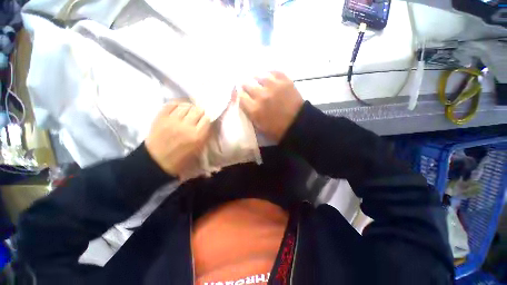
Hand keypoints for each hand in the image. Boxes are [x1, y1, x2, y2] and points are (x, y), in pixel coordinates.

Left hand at [145, 102, 210, 177]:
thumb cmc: (181, 159)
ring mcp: (172, 121)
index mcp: (197, 136)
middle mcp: (186, 126)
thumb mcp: (198, 150)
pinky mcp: (161, 117)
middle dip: (200, 111)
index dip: (208, 118)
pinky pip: (172, 104)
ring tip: (189, 111)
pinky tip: (180, 107)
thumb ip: (205, 135)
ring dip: (190, 107)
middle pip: (198, 110)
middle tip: (198, 115)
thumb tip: (208, 122)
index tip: (206, 119)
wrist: (156, 161)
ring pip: (186, 105)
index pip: (207, 119)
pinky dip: (178, 104)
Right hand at [239, 71, 303, 141]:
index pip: (240, 96)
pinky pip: (274, 71)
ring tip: (259, 81)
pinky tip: (269, 76)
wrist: (298, 125)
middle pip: (246, 84)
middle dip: (246, 86)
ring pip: (259, 75)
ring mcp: (274, 86)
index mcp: (254, 109)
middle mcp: (261, 96)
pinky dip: (270, 73)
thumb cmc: (278, 130)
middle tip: (248, 88)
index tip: (240, 94)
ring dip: (257, 79)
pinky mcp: (285, 81)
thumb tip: (245, 103)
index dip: (239, 94)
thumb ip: (250, 114)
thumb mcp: (259, 127)